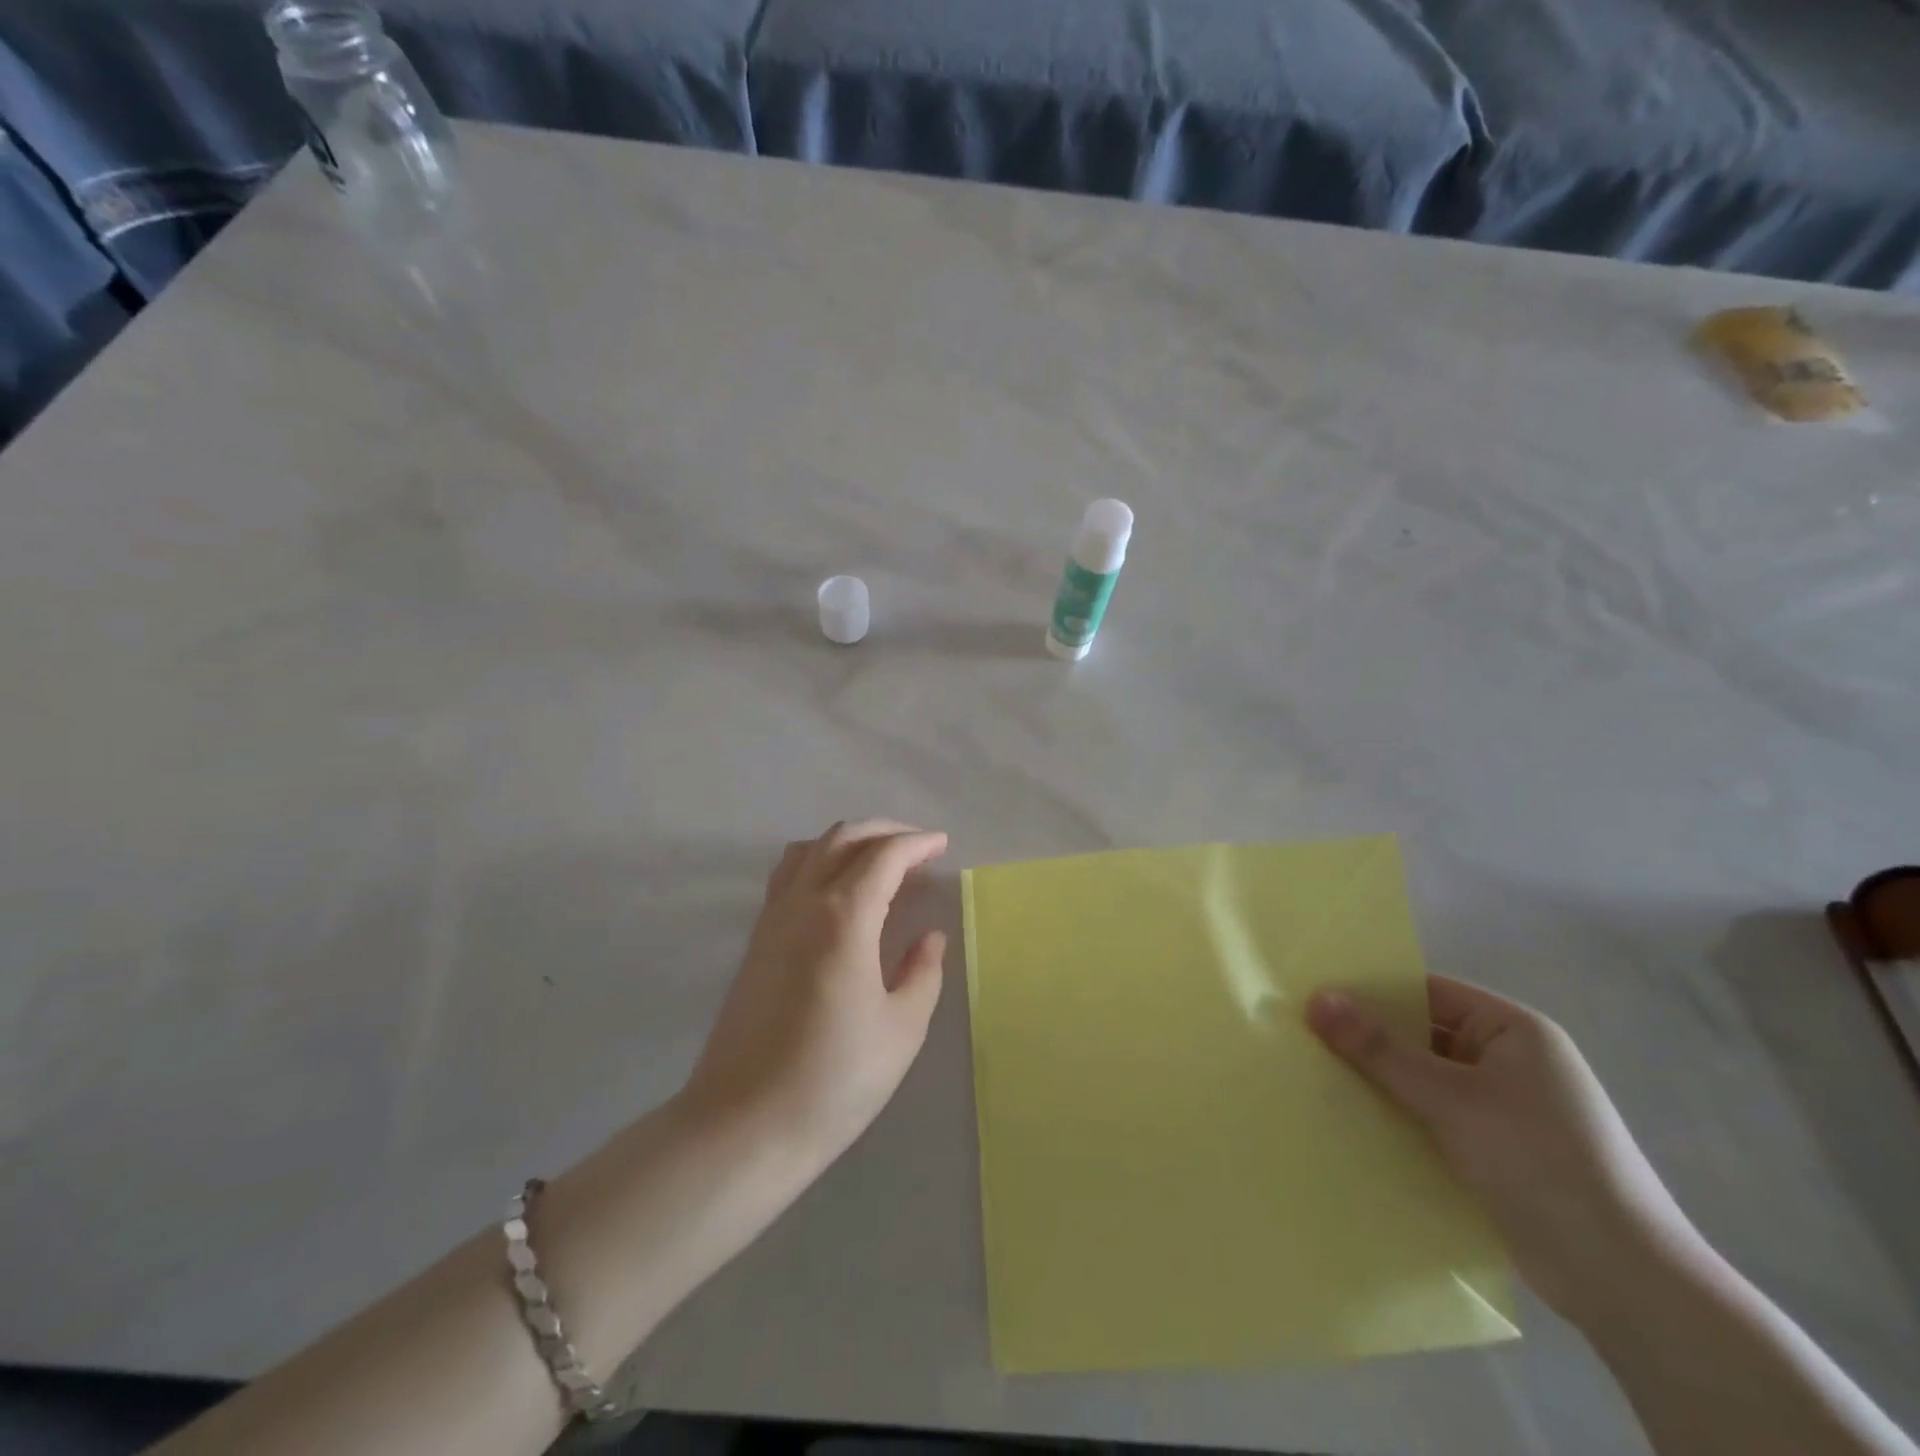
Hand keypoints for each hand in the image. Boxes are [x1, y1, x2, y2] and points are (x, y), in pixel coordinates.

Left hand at [682, 820, 949, 1168]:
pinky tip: (837, 889)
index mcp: (843, 917)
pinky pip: (789, 874)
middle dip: (885, 832)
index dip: (917, 843)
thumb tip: (928, 937)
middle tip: (919, 847)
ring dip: (848, 841)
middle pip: (843, 838)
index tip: (943, 846)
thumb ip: (922, 972)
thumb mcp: (901, 1029)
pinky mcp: (756, 939)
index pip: (884, 856)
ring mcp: (773, 918)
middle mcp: (803, 903)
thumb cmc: (834, 1079)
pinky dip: (819, 860)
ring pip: (810, 849)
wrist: (744, 1124)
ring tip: (879, 860)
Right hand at [1307, 976, 1701, 1325]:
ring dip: (1379, 1082)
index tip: (1312, 998)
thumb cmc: (1539, 1163)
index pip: (1426, 992)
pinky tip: (1353, 1123)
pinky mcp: (1497, 1151)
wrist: (1626, 1284)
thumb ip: (1380, 1049)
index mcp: (1513, 1030)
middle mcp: (1510, 1060)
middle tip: (1302, 1038)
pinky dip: (1399, 1117)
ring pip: (1424, 1079)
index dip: (1370, 992)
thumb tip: (1316, 997)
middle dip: (1368, 1040)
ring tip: (1315, 1078)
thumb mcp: (1451, 1098)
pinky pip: (1434, 1117)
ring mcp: (1505, 1108)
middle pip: (1422, 1035)